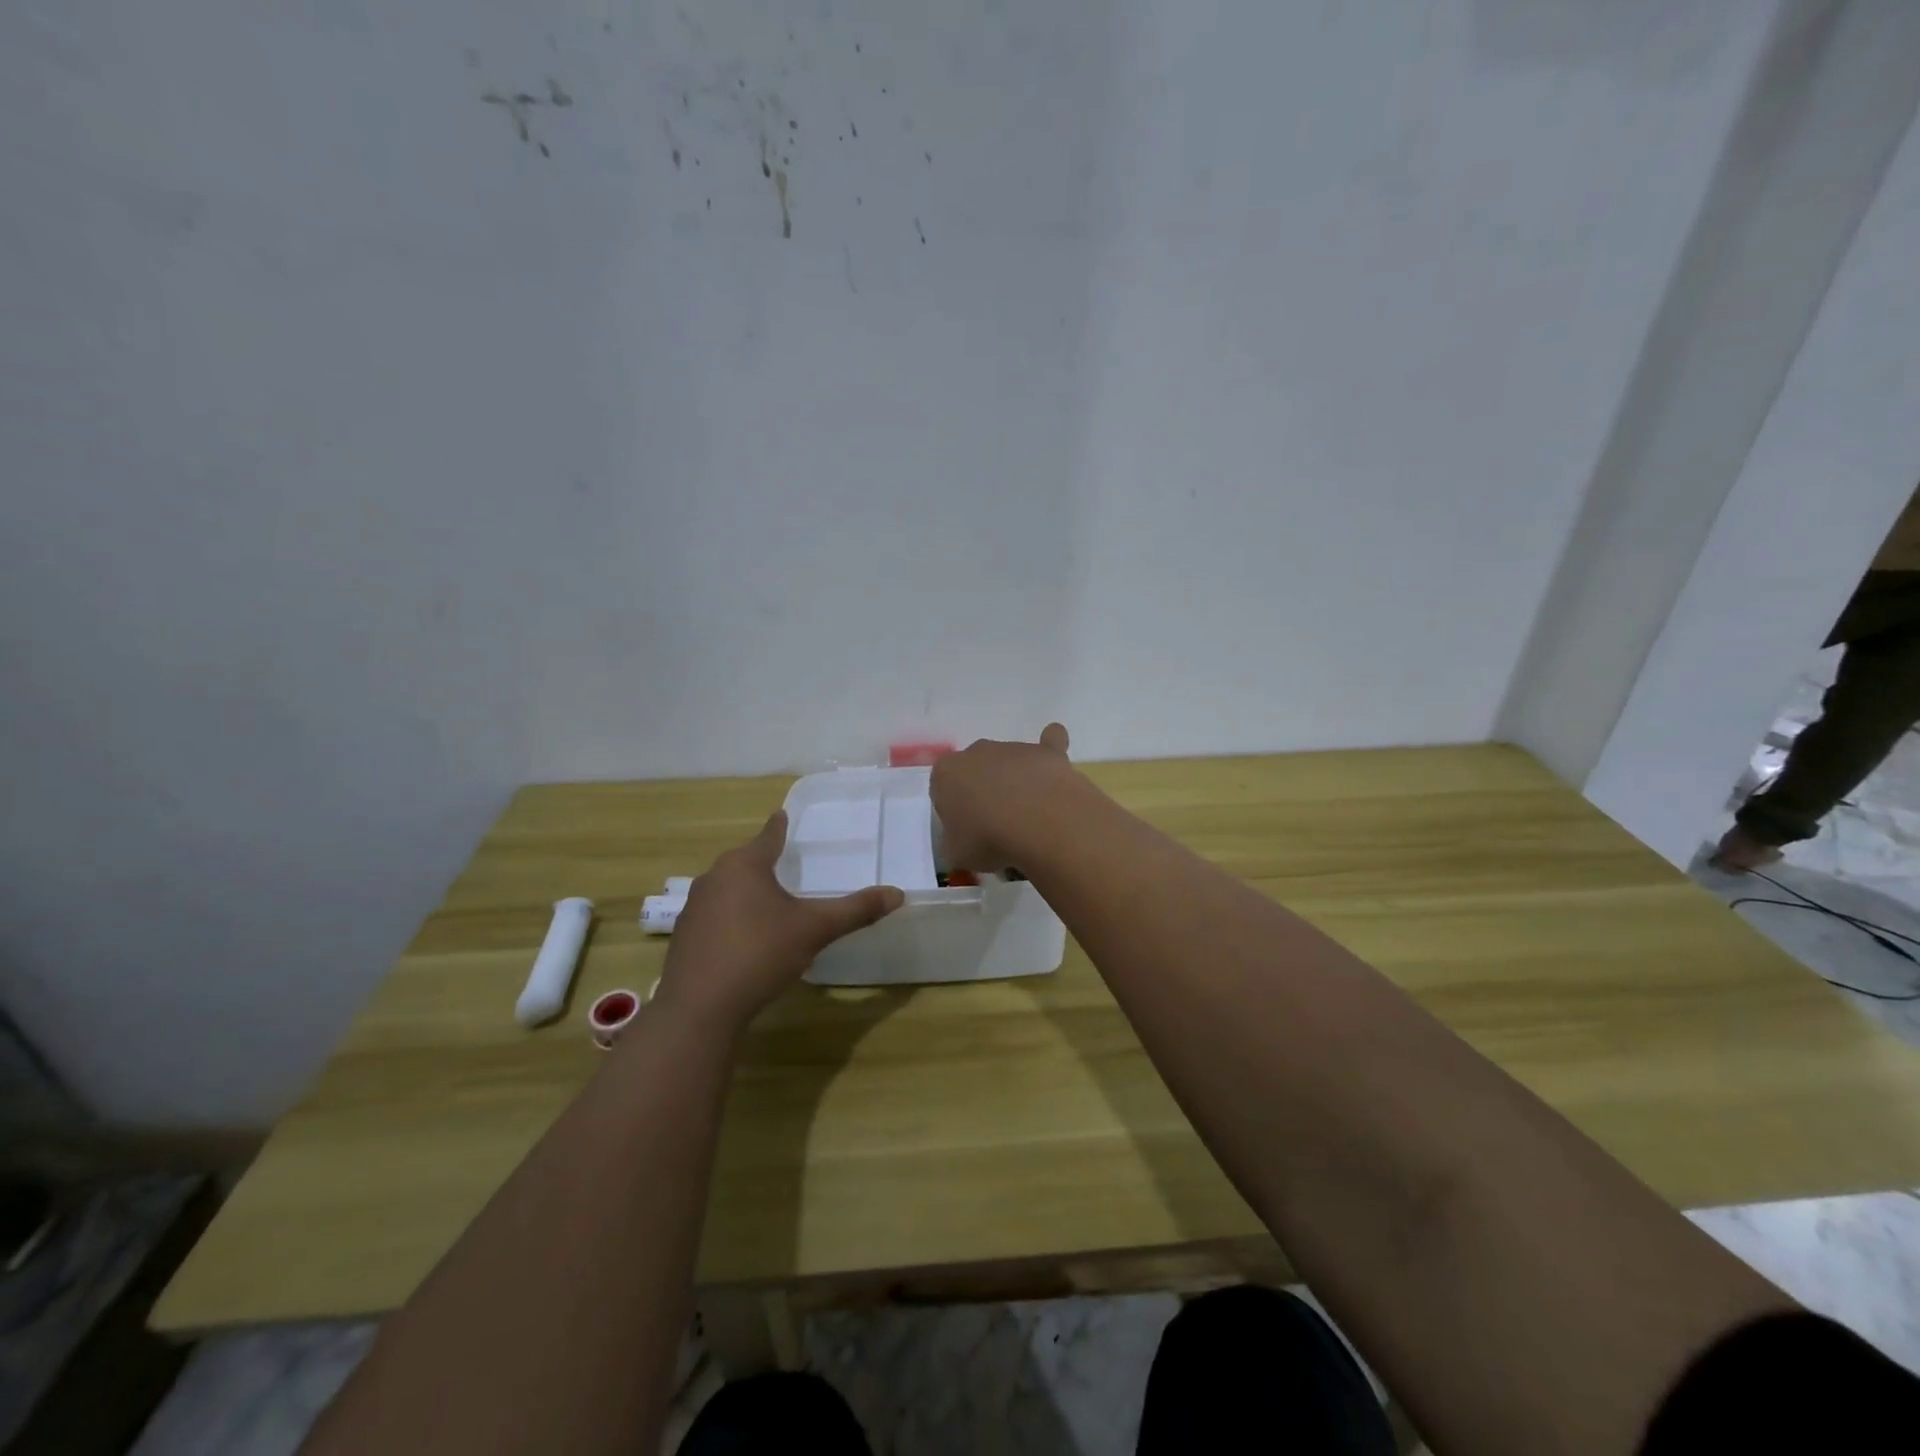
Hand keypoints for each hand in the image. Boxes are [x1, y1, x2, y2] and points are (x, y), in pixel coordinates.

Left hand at [653, 812, 903, 1031]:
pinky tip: (744, 938)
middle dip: (764, 862)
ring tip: (768, 902)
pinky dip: (731, 918)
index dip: (779, 827)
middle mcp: (714, 877)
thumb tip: (898, 894)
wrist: (700, 1007)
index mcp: (744, 865)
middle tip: (785, 863)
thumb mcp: (814, 930)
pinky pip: (715, 915)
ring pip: (727, 888)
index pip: (768, 836)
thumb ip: (855, 910)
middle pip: (745, 861)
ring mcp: (694, 907)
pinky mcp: (684, 936)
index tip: (782, 815)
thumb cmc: (760, 953)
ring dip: (746, 891)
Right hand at [930, 723, 1077, 870]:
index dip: (954, 812)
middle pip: (976, 771)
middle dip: (983, 792)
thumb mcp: (956, 854)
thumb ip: (954, 843)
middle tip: (995, 826)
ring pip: (1009, 763)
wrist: (1040, 824)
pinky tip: (1052, 768)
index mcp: (946, 772)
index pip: (942, 789)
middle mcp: (977, 751)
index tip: (966, 833)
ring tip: (1029, 819)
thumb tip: (962, 842)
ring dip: (1014, 783)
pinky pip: (1049, 742)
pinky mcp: (1047, 751)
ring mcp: (1014, 748)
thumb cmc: (988, 839)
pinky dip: (1048, 756)